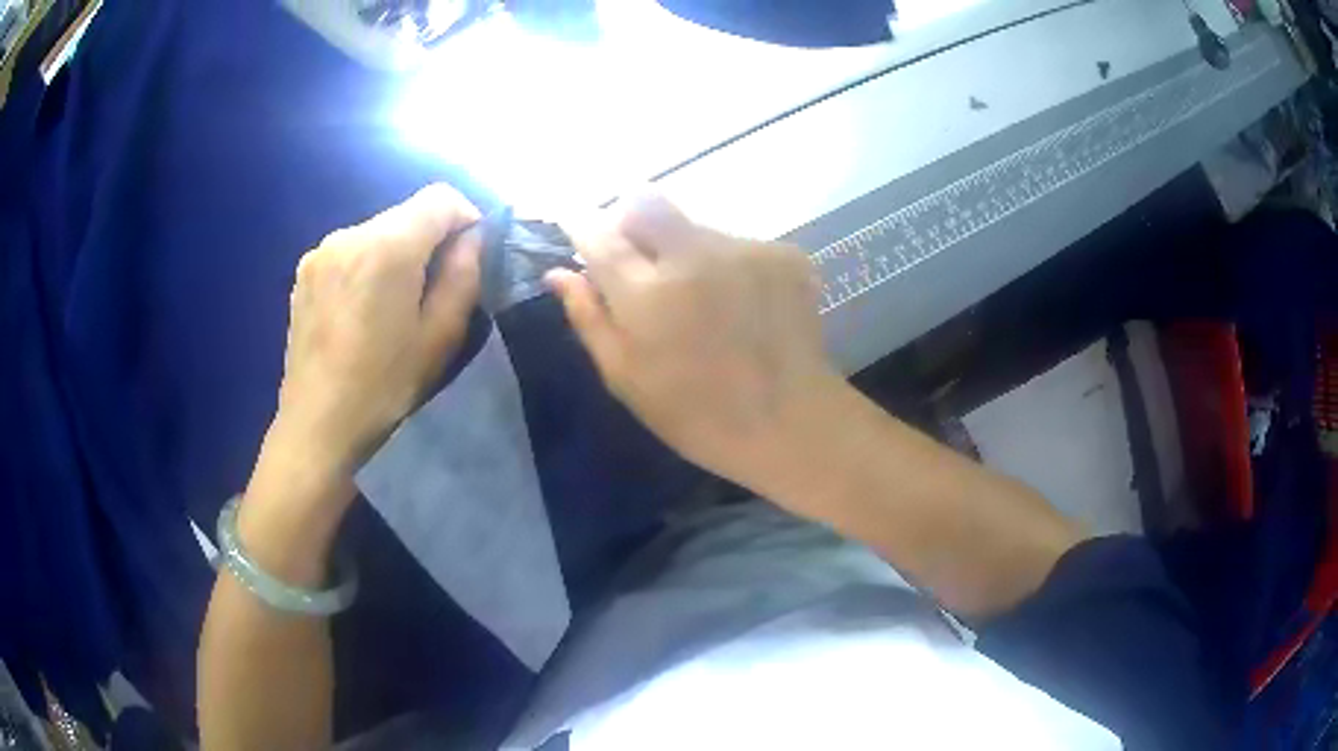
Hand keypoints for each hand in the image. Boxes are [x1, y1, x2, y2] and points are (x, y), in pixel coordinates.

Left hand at [269, 184, 481, 478]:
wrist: (316, 428)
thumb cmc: (383, 388)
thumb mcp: (440, 338)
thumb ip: (464, 275)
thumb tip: (472, 239)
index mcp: (386, 247)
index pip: (440, 197)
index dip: (466, 219)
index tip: (472, 257)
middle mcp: (349, 234)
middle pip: (407, 214)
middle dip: (431, 241)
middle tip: (436, 291)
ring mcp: (321, 251)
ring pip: (378, 232)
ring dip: (398, 254)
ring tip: (396, 306)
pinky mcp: (305, 271)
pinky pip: (351, 251)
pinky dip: (369, 266)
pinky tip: (364, 311)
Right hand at [548, 194, 842, 493]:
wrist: (792, 423)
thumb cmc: (697, 414)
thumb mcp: (626, 377)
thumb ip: (589, 317)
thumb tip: (558, 273)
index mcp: (648, 293)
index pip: (598, 232)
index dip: (581, 222)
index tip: (575, 223)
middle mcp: (695, 255)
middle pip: (646, 202)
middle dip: (630, 221)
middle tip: (638, 260)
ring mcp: (745, 249)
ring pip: (694, 225)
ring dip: (683, 249)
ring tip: (701, 297)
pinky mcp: (783, 253)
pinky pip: (736, 243)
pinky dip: (726, 264)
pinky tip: (739, 304)